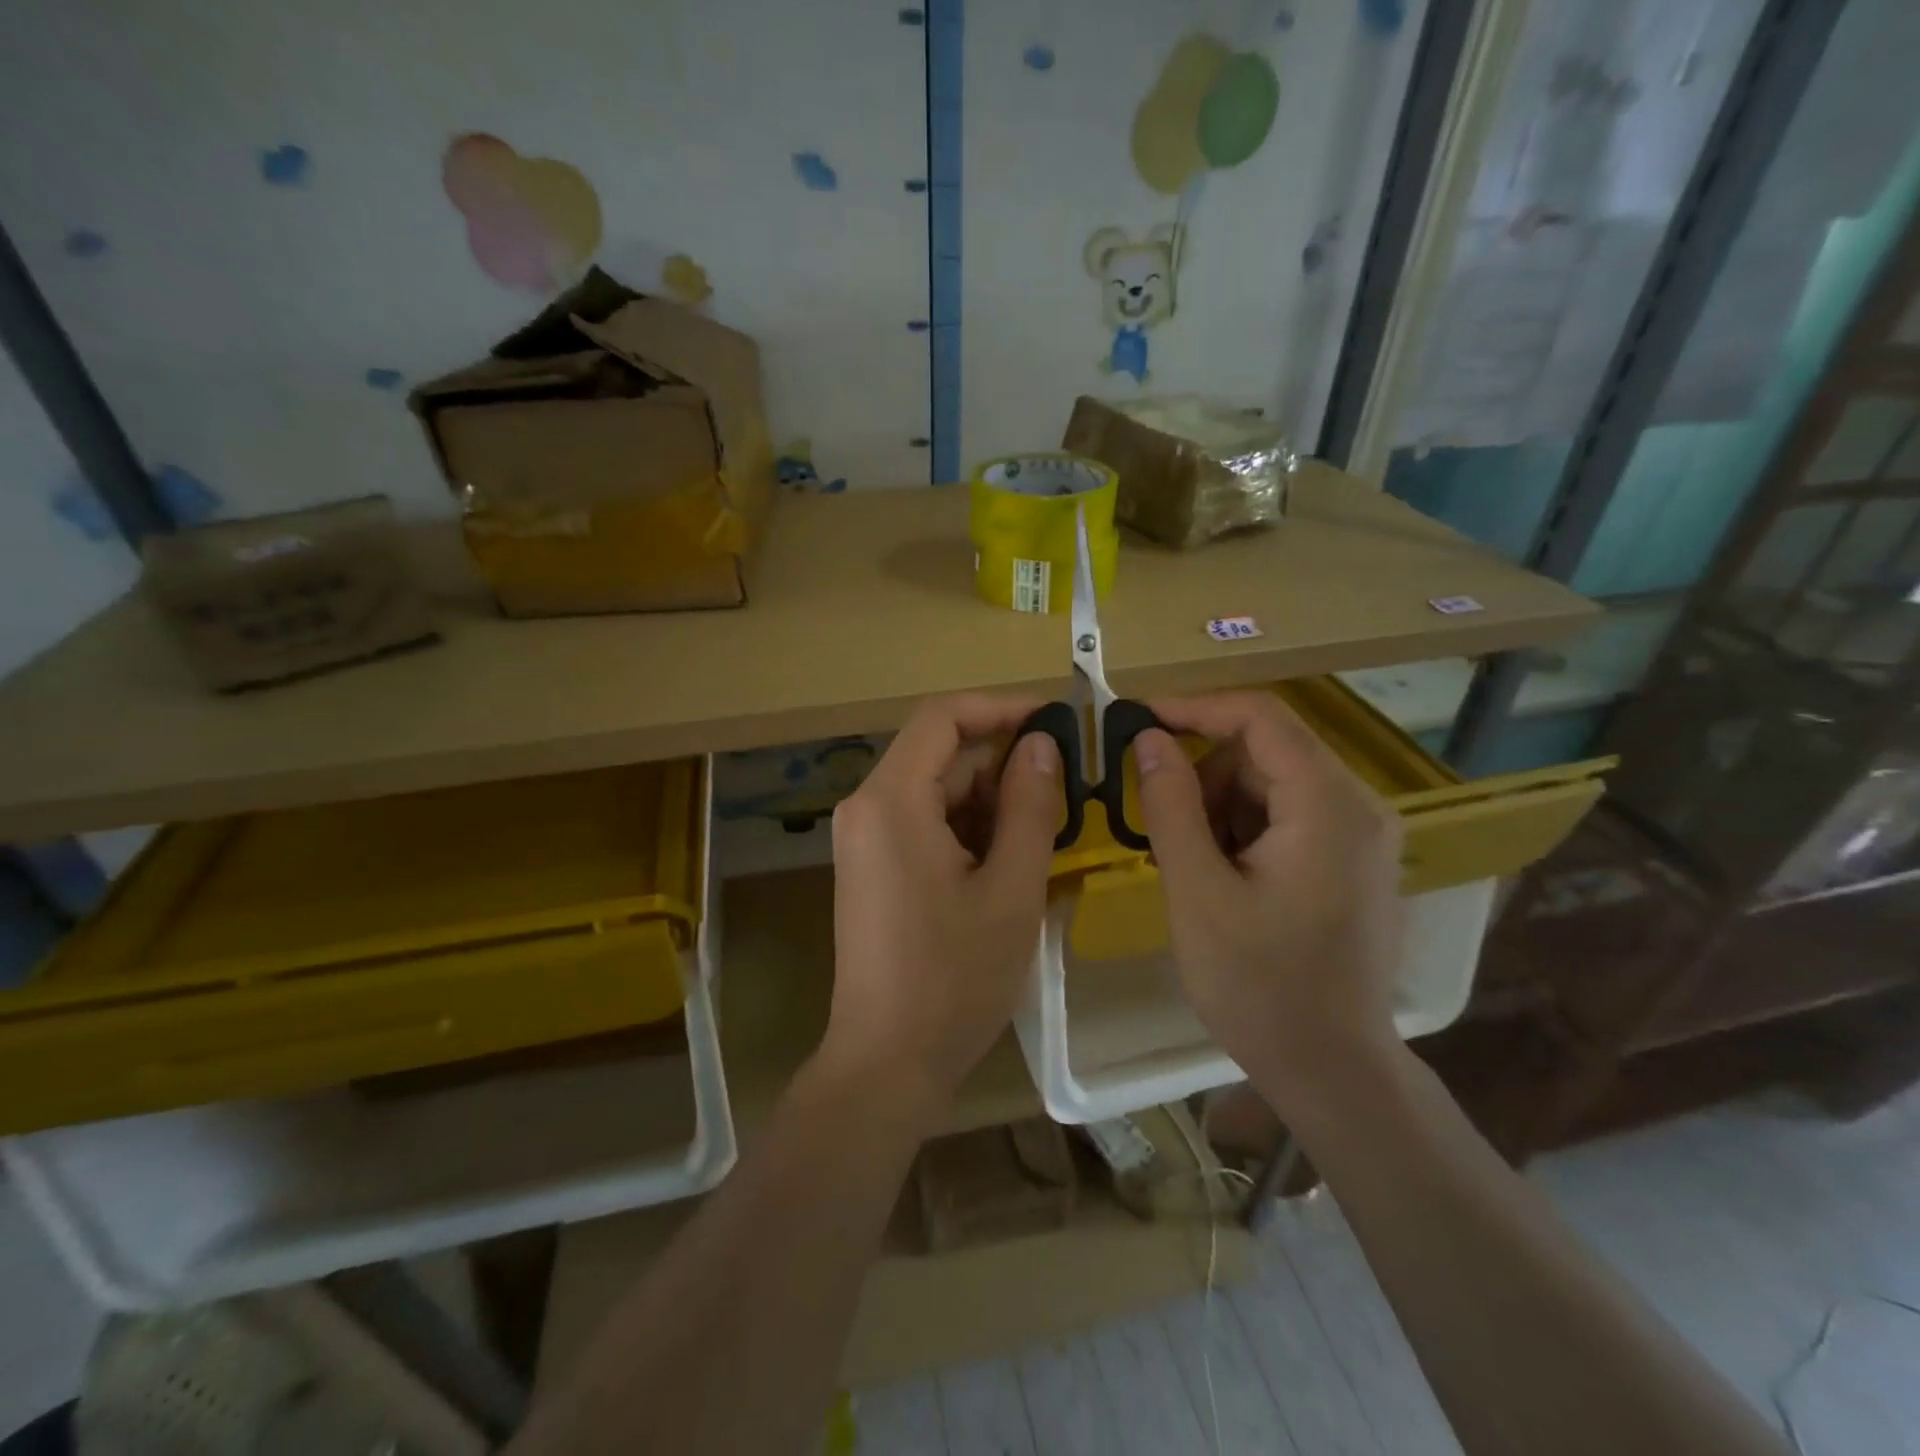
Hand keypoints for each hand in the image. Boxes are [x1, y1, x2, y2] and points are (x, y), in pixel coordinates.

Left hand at [823, 695, 1061, 1119]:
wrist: (887, 1063)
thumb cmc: (953, 979)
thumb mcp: (1010, 890)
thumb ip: (1030, 806)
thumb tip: (1042, 743)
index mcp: (890, 800)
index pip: (943, 717)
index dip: (1001, 708)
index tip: (1056, 721)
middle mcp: (867, 806)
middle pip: (941, 754)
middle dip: (1005, 762)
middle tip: (1070, 785)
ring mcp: (866, 839)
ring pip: (938, 790)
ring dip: (993, 799)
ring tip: (1053, 825)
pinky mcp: (875, 866)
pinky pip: (927, 823)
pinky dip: (971, 828)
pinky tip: (1015, 857)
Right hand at [1134, 691, 1405, 1113]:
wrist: (1330, 1069)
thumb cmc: (1258, 984)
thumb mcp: (1197, 890)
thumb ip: (1170, 805)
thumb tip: (1149, 737)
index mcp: (1328, 805)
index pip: (1260, 717)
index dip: (1194, 708)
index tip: (1135, 720)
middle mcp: (1357, 805)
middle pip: (1266, 750)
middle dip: (1204, 774)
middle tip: (1155, 822)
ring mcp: (1360, 833)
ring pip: (1271, 782)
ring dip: (1219, 805)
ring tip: (1189, 864)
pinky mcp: (1351, 859)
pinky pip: (1286, 814)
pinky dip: (1241, 828)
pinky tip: (1218, 876)